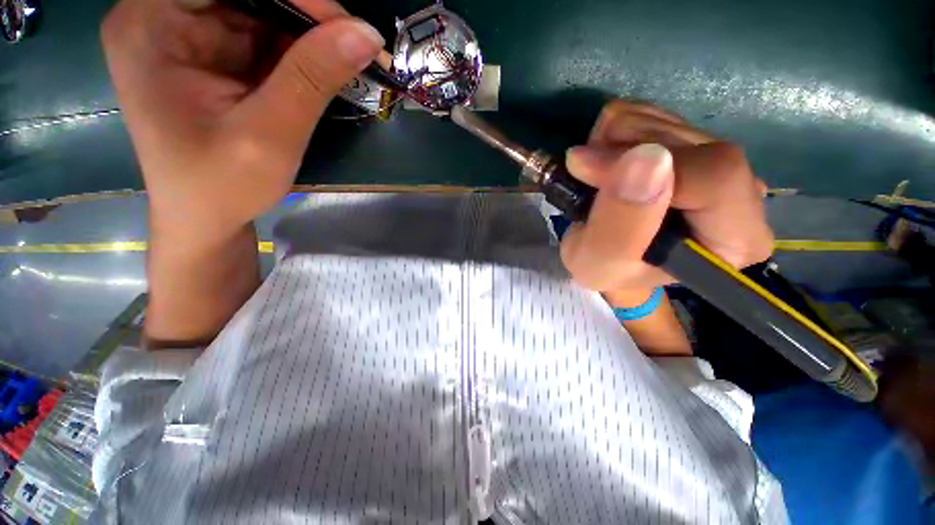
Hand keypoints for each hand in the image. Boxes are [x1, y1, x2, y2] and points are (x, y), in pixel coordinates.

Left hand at [101, 0, 384, 240]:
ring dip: (308, 32)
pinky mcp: (214, 54)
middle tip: (353, 41)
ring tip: (346, 58)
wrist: (206, 219)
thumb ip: (312, 78)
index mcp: (152, 22)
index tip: (342, 24)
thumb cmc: (222, 186)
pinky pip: (264, 33)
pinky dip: (300, 49)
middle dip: (305, 11)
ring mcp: (190, 34)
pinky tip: (324, 69)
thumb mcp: (269, 135)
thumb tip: (366, 34)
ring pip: (260, 7)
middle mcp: (164, 15)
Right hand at [561, 101, 773, 291]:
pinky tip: (606, 163)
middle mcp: (742, 192)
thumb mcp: (600, 263)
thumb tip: (645, 160)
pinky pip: (647, 112)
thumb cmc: (605, 270)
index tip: (587, 171)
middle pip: (689, 141)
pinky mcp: (690, 140)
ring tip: (595, 181)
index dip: (646, 164)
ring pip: (664, 120)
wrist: (604, 256)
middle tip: (586, 180)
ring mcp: (716, 160)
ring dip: (612, 144)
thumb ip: (621, 227)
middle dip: (621, 154)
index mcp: (735, 237)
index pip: (716, 175)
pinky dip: (612, 133)